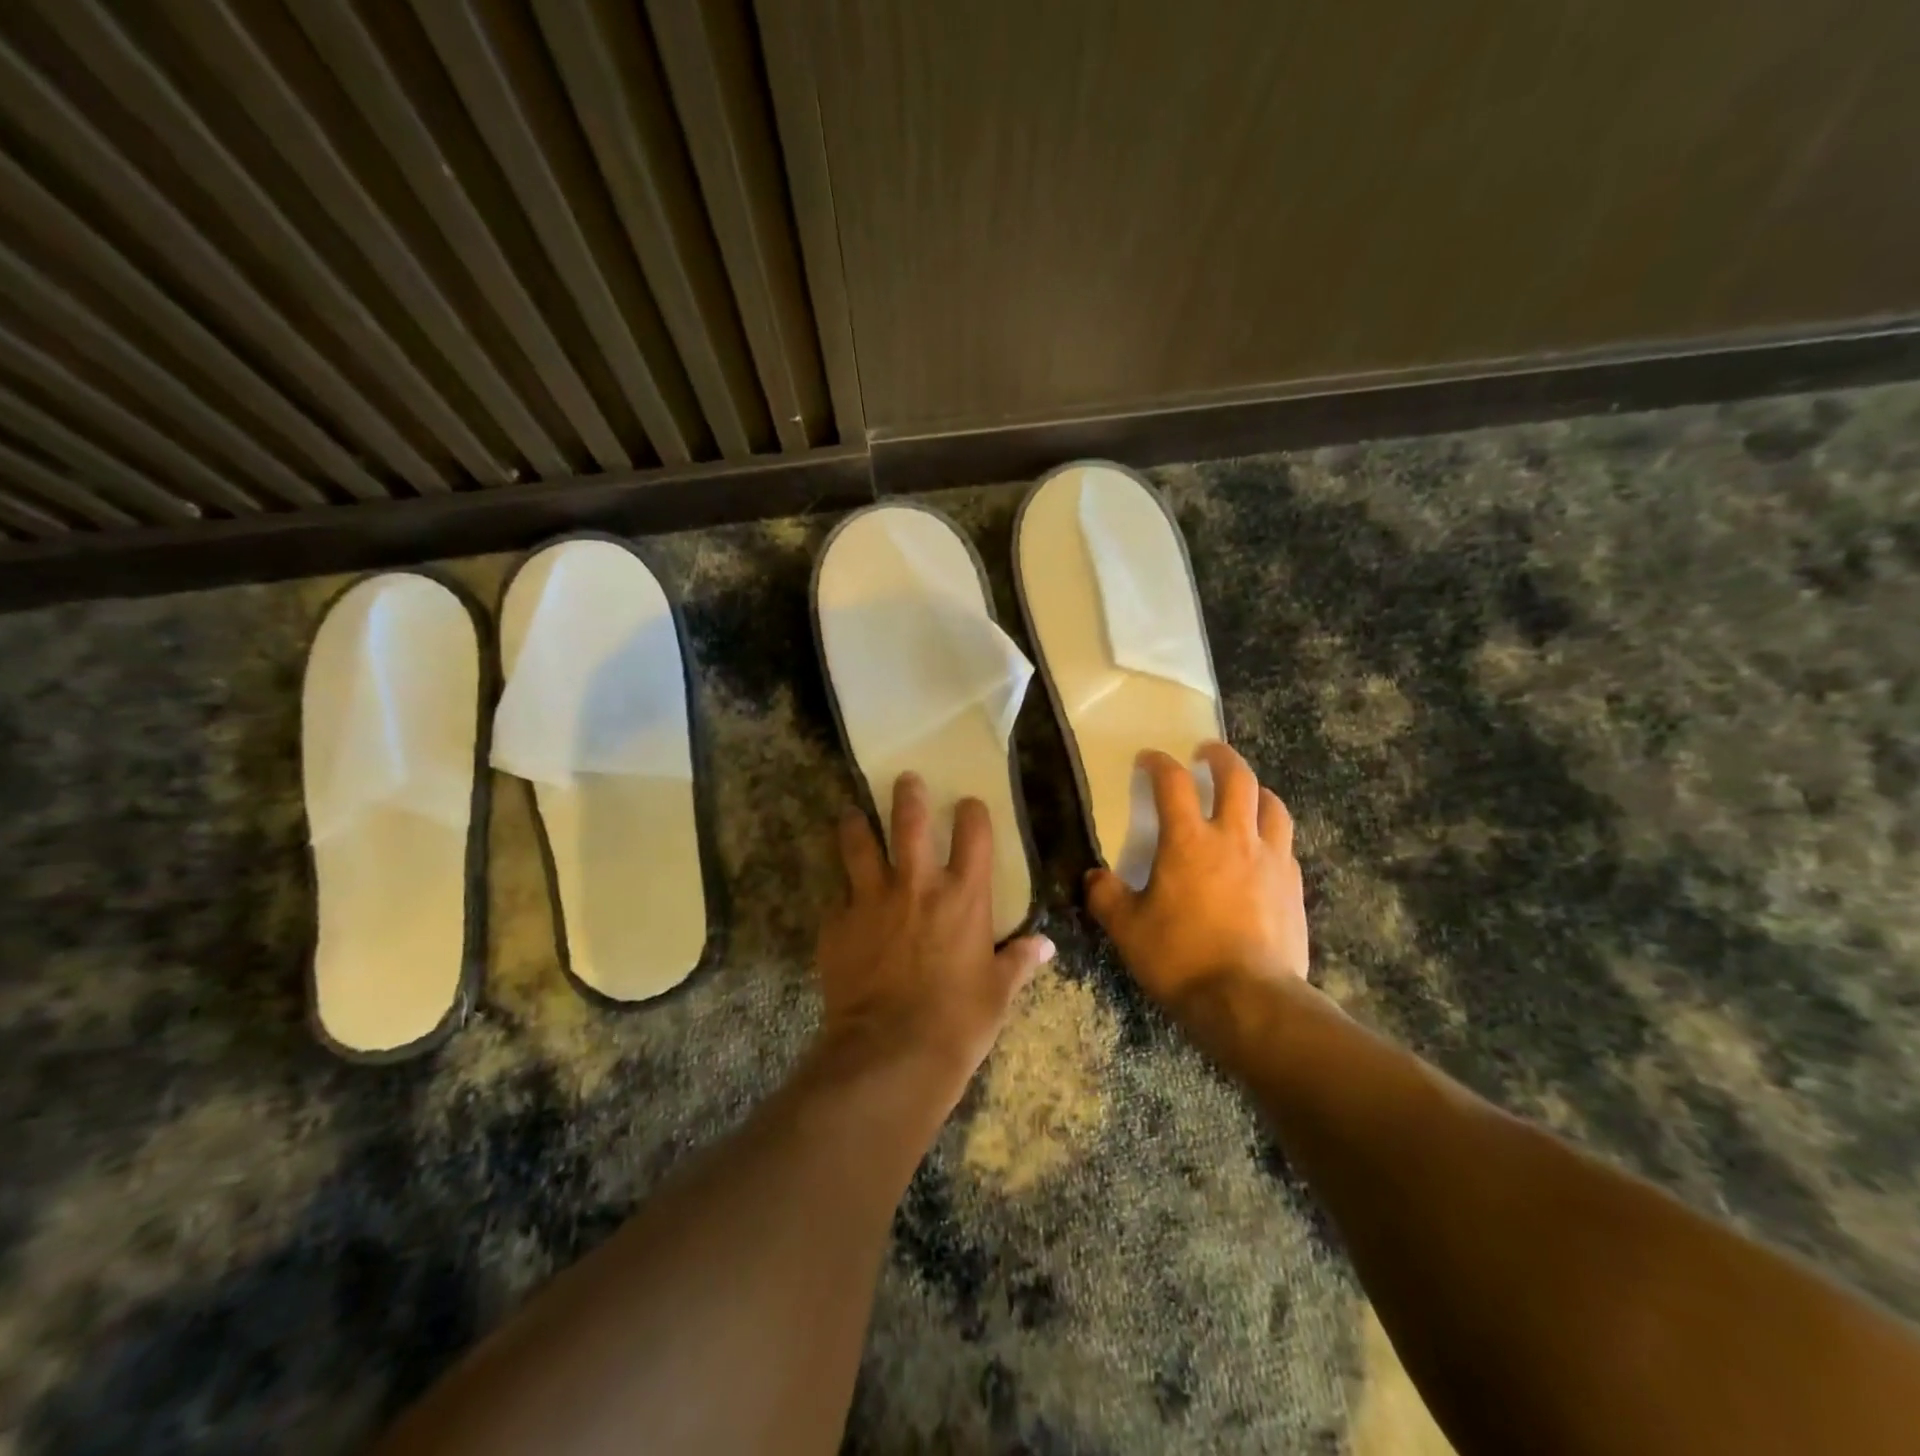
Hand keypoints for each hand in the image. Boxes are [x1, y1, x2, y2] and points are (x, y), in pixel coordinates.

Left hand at [812, 773, 1054, 1110]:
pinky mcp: (838, 924)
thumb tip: (1046, 947)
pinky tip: (840, 900)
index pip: (973, 835)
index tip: (968, 802)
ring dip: (856, 825)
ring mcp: (872, 901)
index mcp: (963, 897)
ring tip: (852, 813)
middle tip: (905, 779)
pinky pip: (838, 899)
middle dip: (907, 795)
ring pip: (859, 845)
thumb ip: (1019, 962)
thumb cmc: (957, 1022)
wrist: (891, 1051)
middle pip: (909, 823)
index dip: (972, 812)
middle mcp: (917, 886)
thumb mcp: (997, 993)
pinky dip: (841, 896)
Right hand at [1086, 742, 1308, 1012]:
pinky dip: (1271, 832)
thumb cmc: (1180, 957)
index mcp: (1188, 842)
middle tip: (1207, 753)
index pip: (1173, 783)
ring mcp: (1270, 860)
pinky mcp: (1293, 886)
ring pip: (1271, 805)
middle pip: (1236, 778)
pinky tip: (1263, 847)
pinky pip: (1285, 843)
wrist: (1248, 1000)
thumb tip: (1094, 877)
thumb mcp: (1127, 929)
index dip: (1159, 763)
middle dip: (1221, 757)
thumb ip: (1105, 896)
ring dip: (1255, 790)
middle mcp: (1233, 838)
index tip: (1148, 758)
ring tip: (1244, 792)